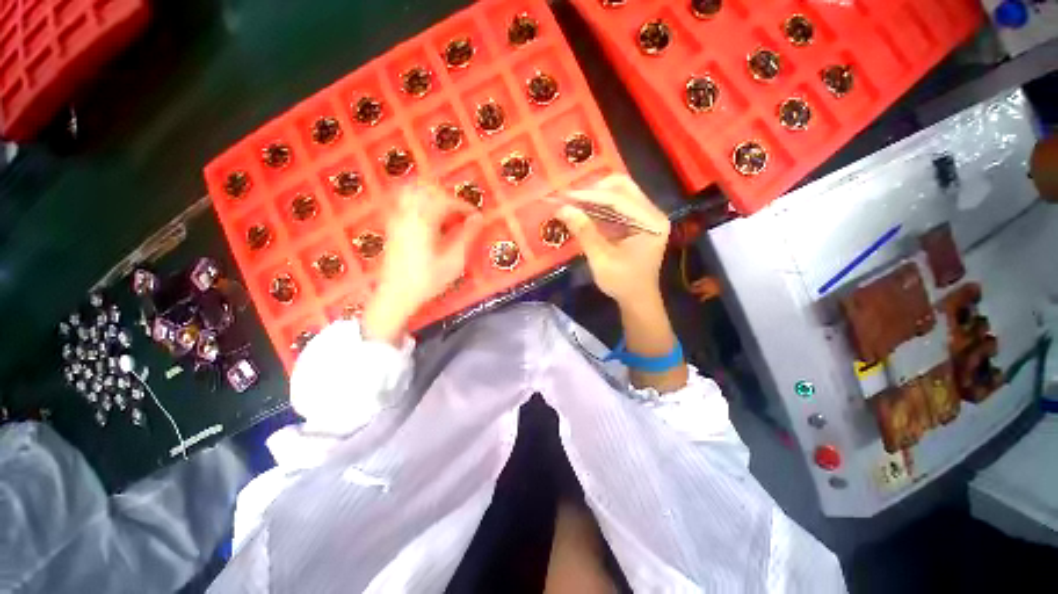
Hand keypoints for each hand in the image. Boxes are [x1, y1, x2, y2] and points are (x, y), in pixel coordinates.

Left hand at [362, 186, 482, 343]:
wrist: (396, 295)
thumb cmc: (427, 280)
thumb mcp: (453, 262)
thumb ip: (466, 237)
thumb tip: (478, 219)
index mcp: (424, 222)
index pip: (446, 201)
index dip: (464, 206)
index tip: (475, 215)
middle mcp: (408, 215)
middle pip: (427, 188)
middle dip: (447, 195)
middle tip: (460, 211)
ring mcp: (397, 219)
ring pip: (412, 191)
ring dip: (431, 195)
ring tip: (445, 210)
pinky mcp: (393, 226)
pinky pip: (404, 202)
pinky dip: (418, 201)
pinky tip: (428, 216)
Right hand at [555, 174, 669, 308]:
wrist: (637, 299)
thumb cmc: (623, 283)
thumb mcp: (601, 259)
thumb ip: (584, 232)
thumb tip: (562, 208)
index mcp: (651, 223)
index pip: (619, 199)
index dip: (590, 195)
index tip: (565, 196)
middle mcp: (653, 213)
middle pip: (623, 187)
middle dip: (594, 190)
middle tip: (571, 198)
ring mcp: (647, 216)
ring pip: (620, 193)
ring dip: (596, 196)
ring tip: (574, 202)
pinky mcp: (638, 221)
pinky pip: (618, 205)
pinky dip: (600, 205)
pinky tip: (584, 210)